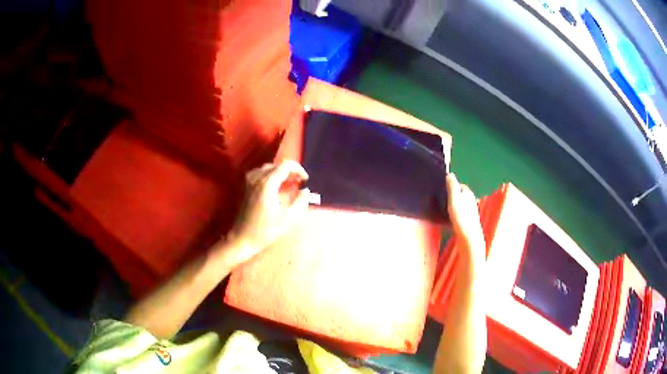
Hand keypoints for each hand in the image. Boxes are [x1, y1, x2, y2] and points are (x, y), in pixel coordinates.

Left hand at [225, 161, 310, 263]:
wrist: (242, 238)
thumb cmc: (265, 230)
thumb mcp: (288, 219)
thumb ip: (300, 202)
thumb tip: (305, 191)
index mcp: (267, 183)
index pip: (285, 165)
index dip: (298, 169)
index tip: (305, 180)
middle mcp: (256, 178)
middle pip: (276, 165)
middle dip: (290, 171)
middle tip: (299, 182)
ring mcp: (249, 181)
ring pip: (268, 168)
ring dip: (280, 172)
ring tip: (289, 183)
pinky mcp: (245, 187)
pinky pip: (260, 173)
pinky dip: (270, 175)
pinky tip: (275, 186)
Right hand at [446, 174, 484, 254]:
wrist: (469, 238)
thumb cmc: (461, 217)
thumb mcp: (454, 199)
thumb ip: (452, 186)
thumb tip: (450, 174)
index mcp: (468, 193)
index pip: (460, 185)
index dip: (452, 186)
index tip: (442, 190)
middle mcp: (472, 201)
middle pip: (461, 195)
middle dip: (452, 196)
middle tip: (442, 200)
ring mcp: (471, 212)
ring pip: (461, 205)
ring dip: (453, 206)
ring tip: (444, 210)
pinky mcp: (468, 222)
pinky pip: (460, 215)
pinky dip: (455, 215)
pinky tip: (449, 220)